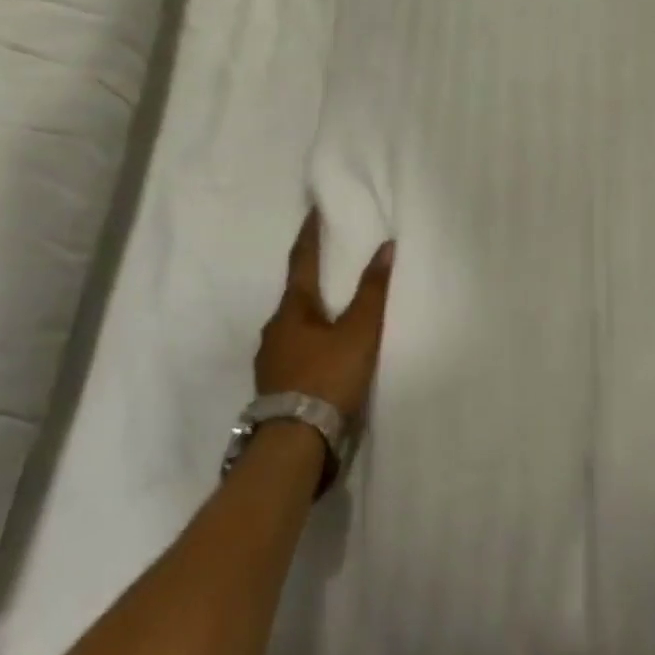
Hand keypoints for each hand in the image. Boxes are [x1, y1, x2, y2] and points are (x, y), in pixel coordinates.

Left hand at [256, 211, 395, 424]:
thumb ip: (372, 292)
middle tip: (330, 270)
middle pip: (295, 296)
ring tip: (331, 318)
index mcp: (292, 309)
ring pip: (293, 327)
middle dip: (311, 282)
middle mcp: (273, 328)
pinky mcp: (272, 387)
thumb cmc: (327, 377)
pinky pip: (292, 353)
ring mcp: (269, 359)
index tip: (312, 211)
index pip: (301, 260)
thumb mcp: (358, 333)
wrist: (293, 443)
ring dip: (310, 317)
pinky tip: (321, 357)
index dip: (309, 234)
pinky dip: (308, 345)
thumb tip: (385, 247)